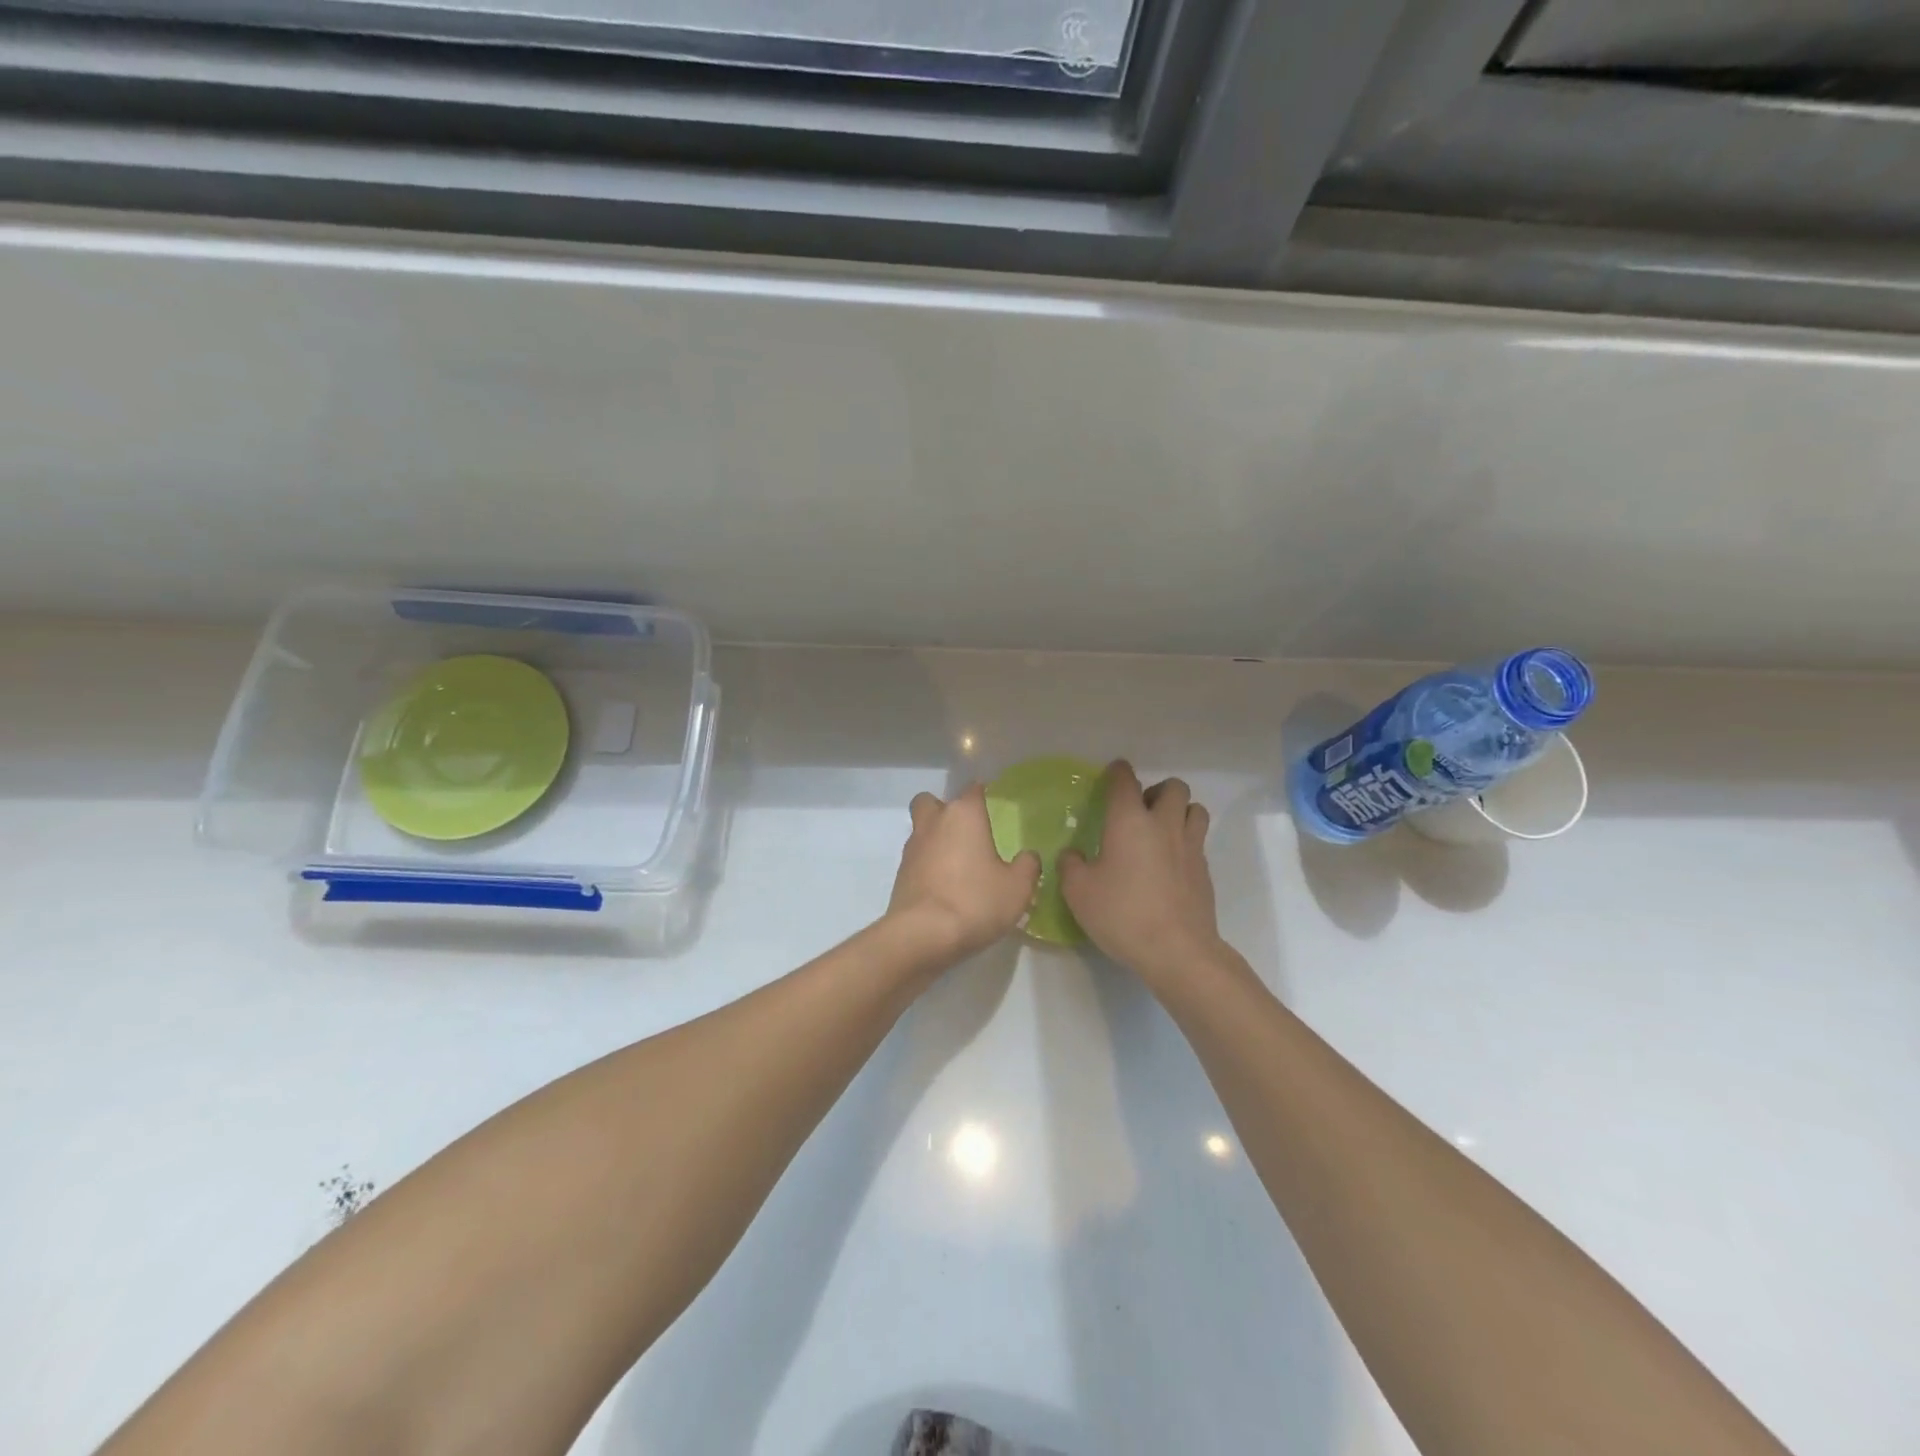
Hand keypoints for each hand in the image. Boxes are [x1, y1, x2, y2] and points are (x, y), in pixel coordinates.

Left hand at [889, 784, 1041, 962]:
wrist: (922, 935)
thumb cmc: (975, 901)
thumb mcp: (1017, 888)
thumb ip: (1027, 866)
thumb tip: (1028, 856)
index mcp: (963, 815)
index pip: (973, 789)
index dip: (982, 792)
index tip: (993, 802)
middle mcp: (934, 823)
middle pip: (931, 801)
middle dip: (944, 809)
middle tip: (965, 830)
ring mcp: (912, 848)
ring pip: (921, 830)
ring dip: (935, 839)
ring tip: (958, 863)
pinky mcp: (900, 875)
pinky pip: (916, 859)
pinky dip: (928, 865)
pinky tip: (945, 886)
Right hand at [1061, 761, 1221, 982]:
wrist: (1177, 950)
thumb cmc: (1122, 914)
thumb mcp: (1078, 892)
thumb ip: (1070, 865)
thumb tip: (1073, 855)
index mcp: (1129, 821)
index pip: (1125, 781)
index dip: (1118, 772)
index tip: (1112, 774)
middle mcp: (1163, 824)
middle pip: (1172, 787)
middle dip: (1156, 791)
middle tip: (1139, 810)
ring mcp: (1190, 846)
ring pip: (1194, 809)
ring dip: (1179, 811)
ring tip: (1161, 831)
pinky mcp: (1204, 870)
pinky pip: (1199, 840)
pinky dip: (1186, 841)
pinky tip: (1170, 863)